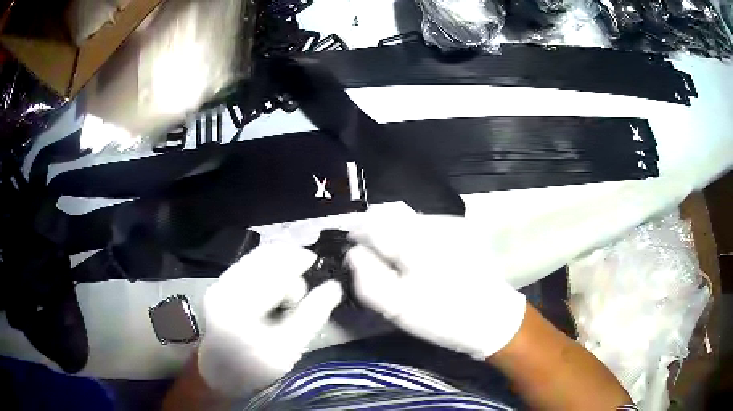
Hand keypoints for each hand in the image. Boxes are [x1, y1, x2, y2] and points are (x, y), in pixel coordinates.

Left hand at [197, 244, 342, 396]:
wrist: (221, 373)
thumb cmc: (257, 366)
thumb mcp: (290, 347)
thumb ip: (312, 315)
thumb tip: (334, 287)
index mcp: (240, 304)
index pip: (272, 268)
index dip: (297, 259)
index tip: (316, 261)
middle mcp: (225, 285)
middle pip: (262, 255)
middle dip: (288, 259)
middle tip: (305, 279)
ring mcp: (219, 283)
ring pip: (255, 257)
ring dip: (278, 264)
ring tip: (289, 290)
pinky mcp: (219, 284)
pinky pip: (248, 265)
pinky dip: (267, 269)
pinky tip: (275, 287)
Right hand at [346, 210, 525, 359]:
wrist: (493, 318)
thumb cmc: (444, 317)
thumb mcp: (398, 308)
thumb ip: (367, 279)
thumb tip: (353, 253)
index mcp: (415, 241)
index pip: (371, 223)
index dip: (354, 233)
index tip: (348, 247)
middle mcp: (432, 222)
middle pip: (389, 212)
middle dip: (371, 228)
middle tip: (366, 253)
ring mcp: (448, 223)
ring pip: (406, 216)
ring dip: (391, 230)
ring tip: (390, 257)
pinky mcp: (458, 229)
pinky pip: (423, 223)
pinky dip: (409, 234)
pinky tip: (414, 256)